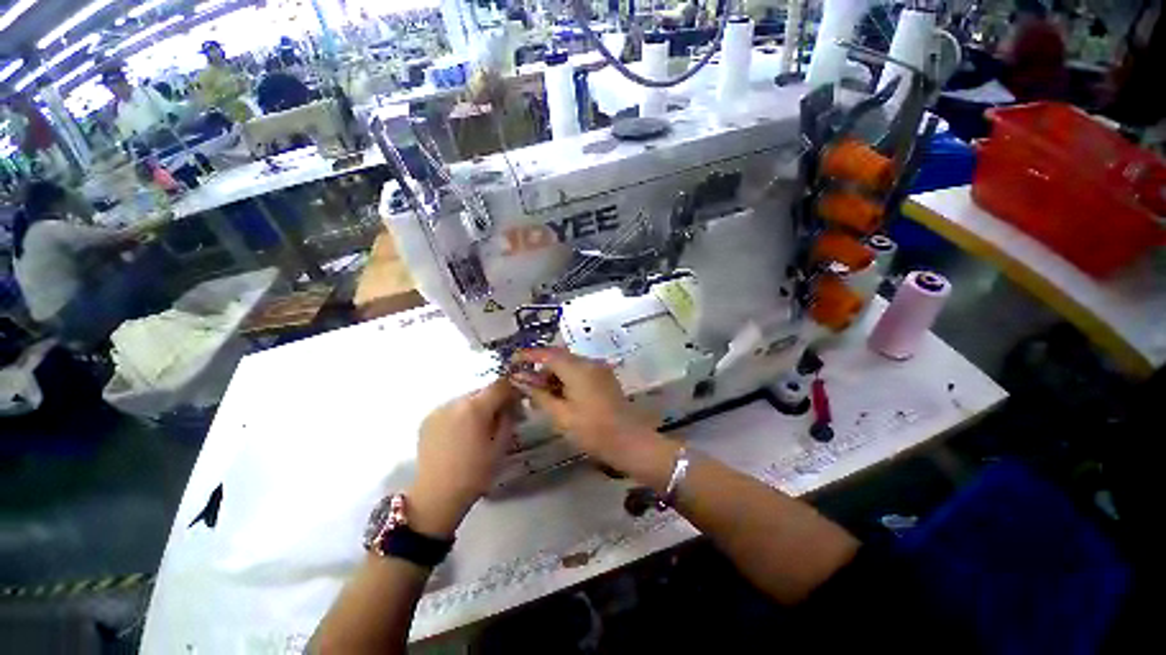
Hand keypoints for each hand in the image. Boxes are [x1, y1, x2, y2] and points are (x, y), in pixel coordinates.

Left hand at [409, 379, 518, 537]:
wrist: (436, 496)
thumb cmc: (475, 472)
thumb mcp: (501, 445)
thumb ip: (509, 417)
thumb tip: (512, 402)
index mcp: (476, 407)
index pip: (500, 384)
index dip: (511, 390)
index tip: (516, 403)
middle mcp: (455, 401)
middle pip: (482, 390)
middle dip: (494, 400)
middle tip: (499, 418)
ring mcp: (439, 409)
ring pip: (466, 399)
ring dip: (476, 407)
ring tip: (478, 428)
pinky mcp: (427, 419)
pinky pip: (451, 408)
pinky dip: (460, 414)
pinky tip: (461, 434)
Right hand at [510, 348, 669, 478]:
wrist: (630, 442)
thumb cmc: (592, 430)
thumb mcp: (560, 414)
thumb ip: (538, 393)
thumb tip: (518, 378)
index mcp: (578, 368)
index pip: (548, 353)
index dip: (528, 355)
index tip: (512, 361)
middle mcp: (590, 362)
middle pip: (559, 358)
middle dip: (541, 369)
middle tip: (526, 387)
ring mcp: (599, 369)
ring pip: (570, 365)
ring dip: (554, 376)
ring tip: (541, 397)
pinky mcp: (605, 378)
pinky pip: (580, 372)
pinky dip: (567, 380)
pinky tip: (560, 397)